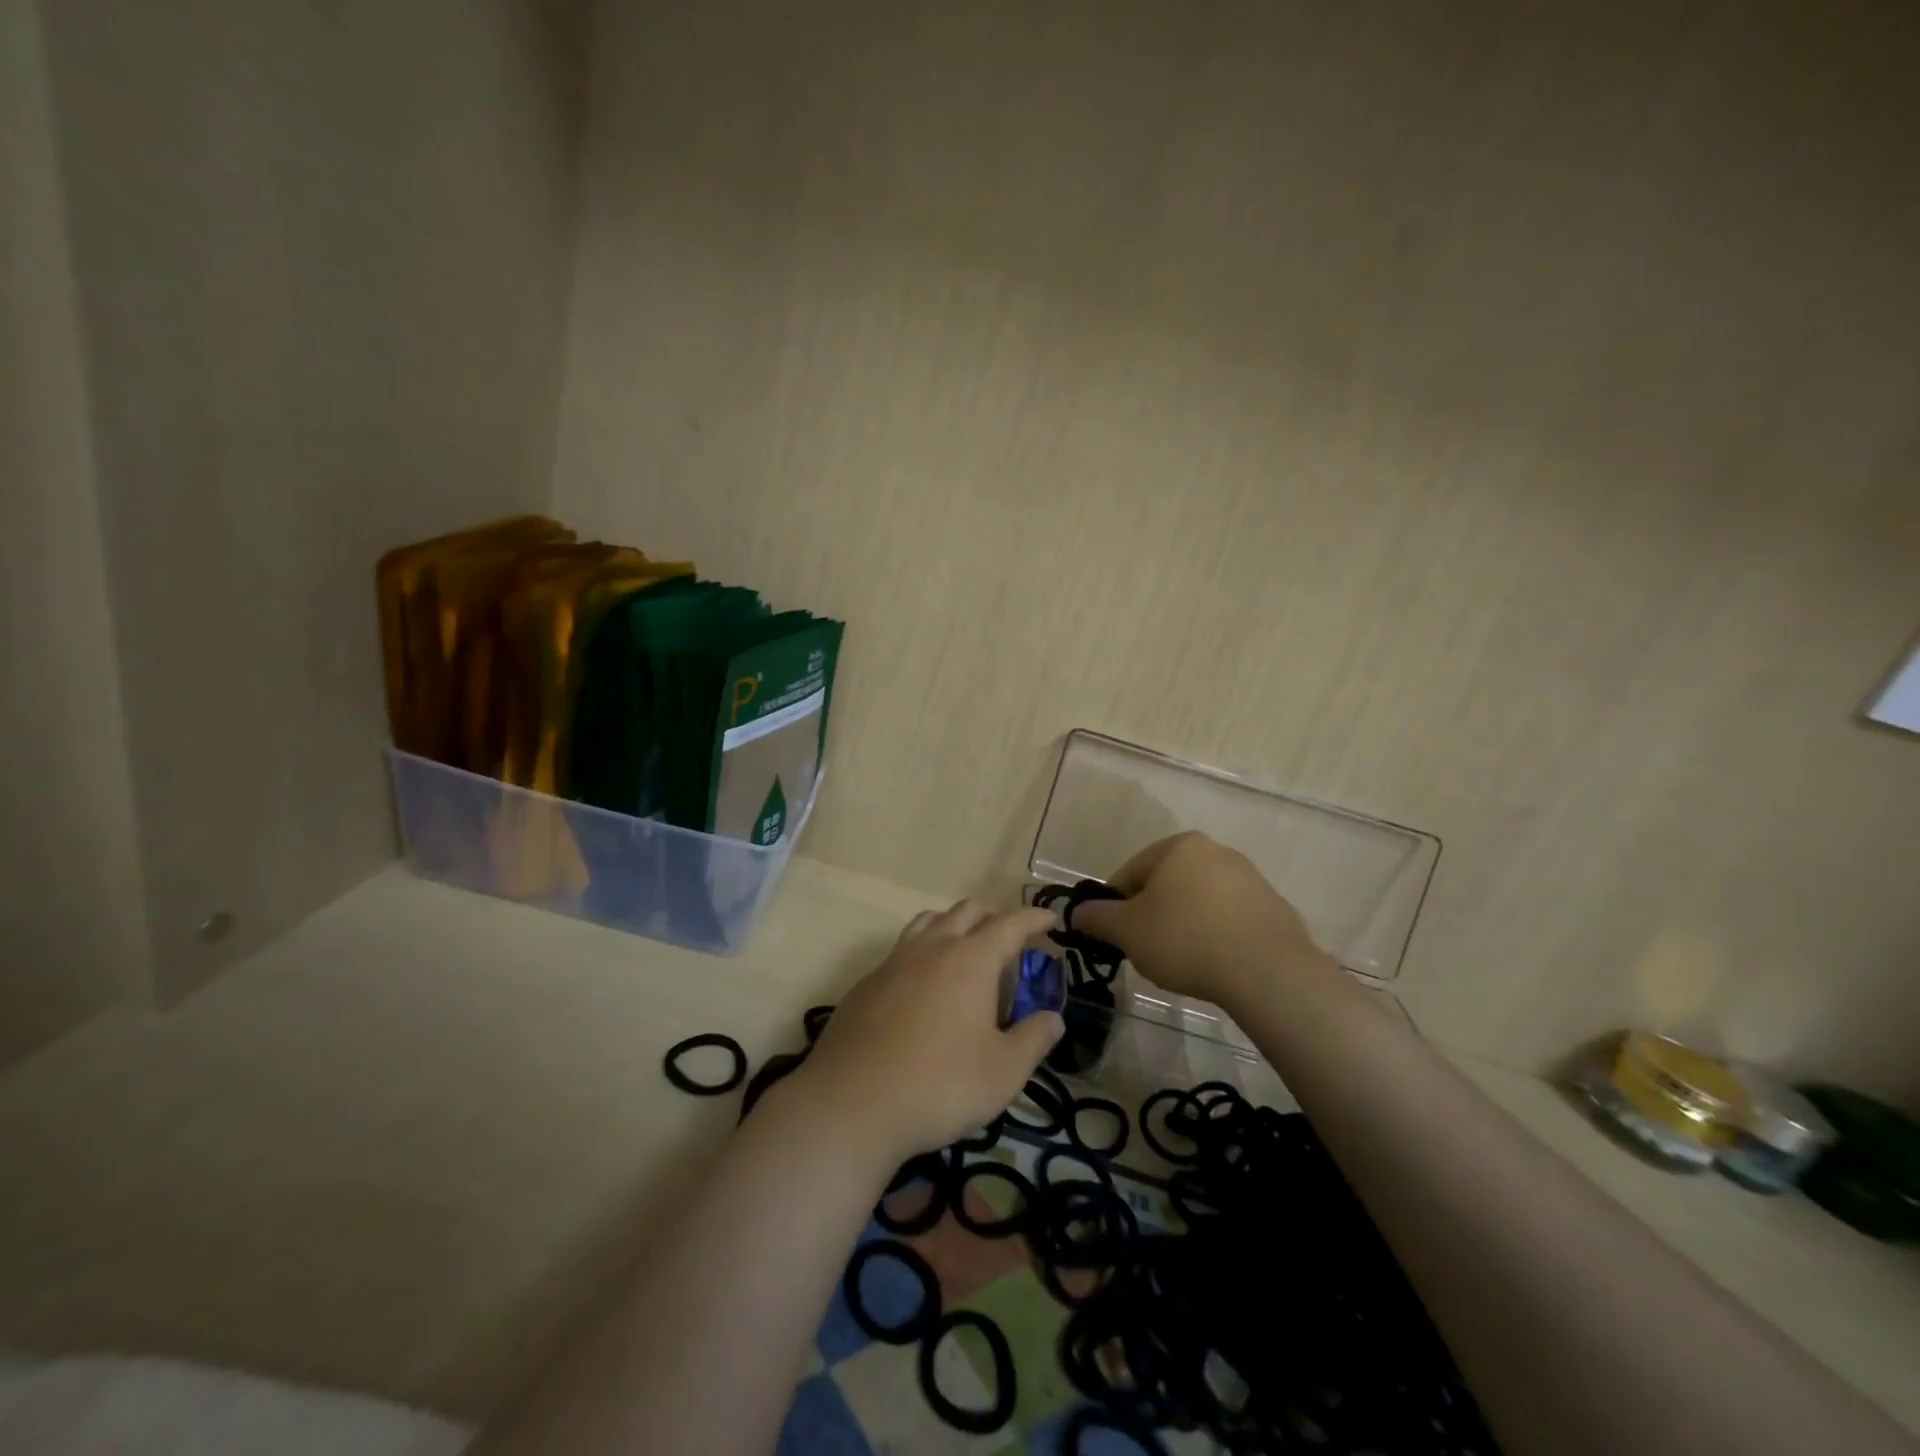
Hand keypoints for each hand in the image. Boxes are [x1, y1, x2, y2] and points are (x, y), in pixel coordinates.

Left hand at [791, 901, 1064, 1166]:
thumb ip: (1034, 1039)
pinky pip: (902, 951)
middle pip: (966, 912)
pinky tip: (924, 989)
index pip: (1009, 924)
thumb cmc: (940, 1085)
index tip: (1050, 920)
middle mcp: (932, 948)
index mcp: (970, 959)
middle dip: (994, 917)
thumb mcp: (1004, 1072)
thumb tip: (1053, 1018)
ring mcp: (894, 962)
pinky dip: (924, 953)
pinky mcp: (866, 984)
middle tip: (1011, 940)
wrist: (851, 1104)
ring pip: (929, 922)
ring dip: (954, 926)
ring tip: (967, 952)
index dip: (1033, 919)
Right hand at [1072, 832, 1330, 1010]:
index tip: (1114, 937)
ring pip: (1198, 901)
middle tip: (1145, 950)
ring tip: (1181, 961)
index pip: (1130, 873)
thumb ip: (1097, 918)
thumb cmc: (1185, 939)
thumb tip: (1076, 914)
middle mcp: (1215, 851)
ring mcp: (1250, 878)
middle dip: (1151, 915)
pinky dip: (1215, 936)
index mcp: (1178, 846)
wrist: (1268, 971)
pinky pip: (1229, 919)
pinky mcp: (1274, 908)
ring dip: (1183, 925)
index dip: (1114, 906)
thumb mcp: (1127, 931)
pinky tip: (1214, 963)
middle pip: (1165, 884)